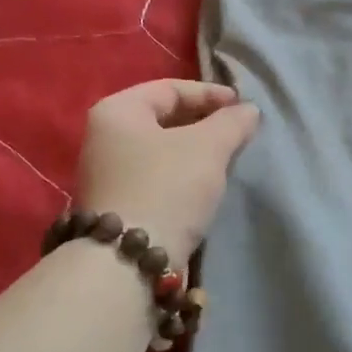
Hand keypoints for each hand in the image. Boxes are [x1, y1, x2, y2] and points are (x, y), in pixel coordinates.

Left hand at [76, 80, 261, 266]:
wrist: (127, 262)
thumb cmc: (166, 188)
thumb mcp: (207, 148)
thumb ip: (232, 123)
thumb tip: (248, 111)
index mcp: (117, 111)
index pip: (170, 89)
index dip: (210, 94)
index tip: (243, 108)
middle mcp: (103, 137)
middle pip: (163, 118)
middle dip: (204, 123)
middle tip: (237, 133)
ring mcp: (106, 174)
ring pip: (160, 150)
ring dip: (194, 151)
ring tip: (227, 159)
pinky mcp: (116, 205)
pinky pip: (155, 176)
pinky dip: (181, 175)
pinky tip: (204, 187)